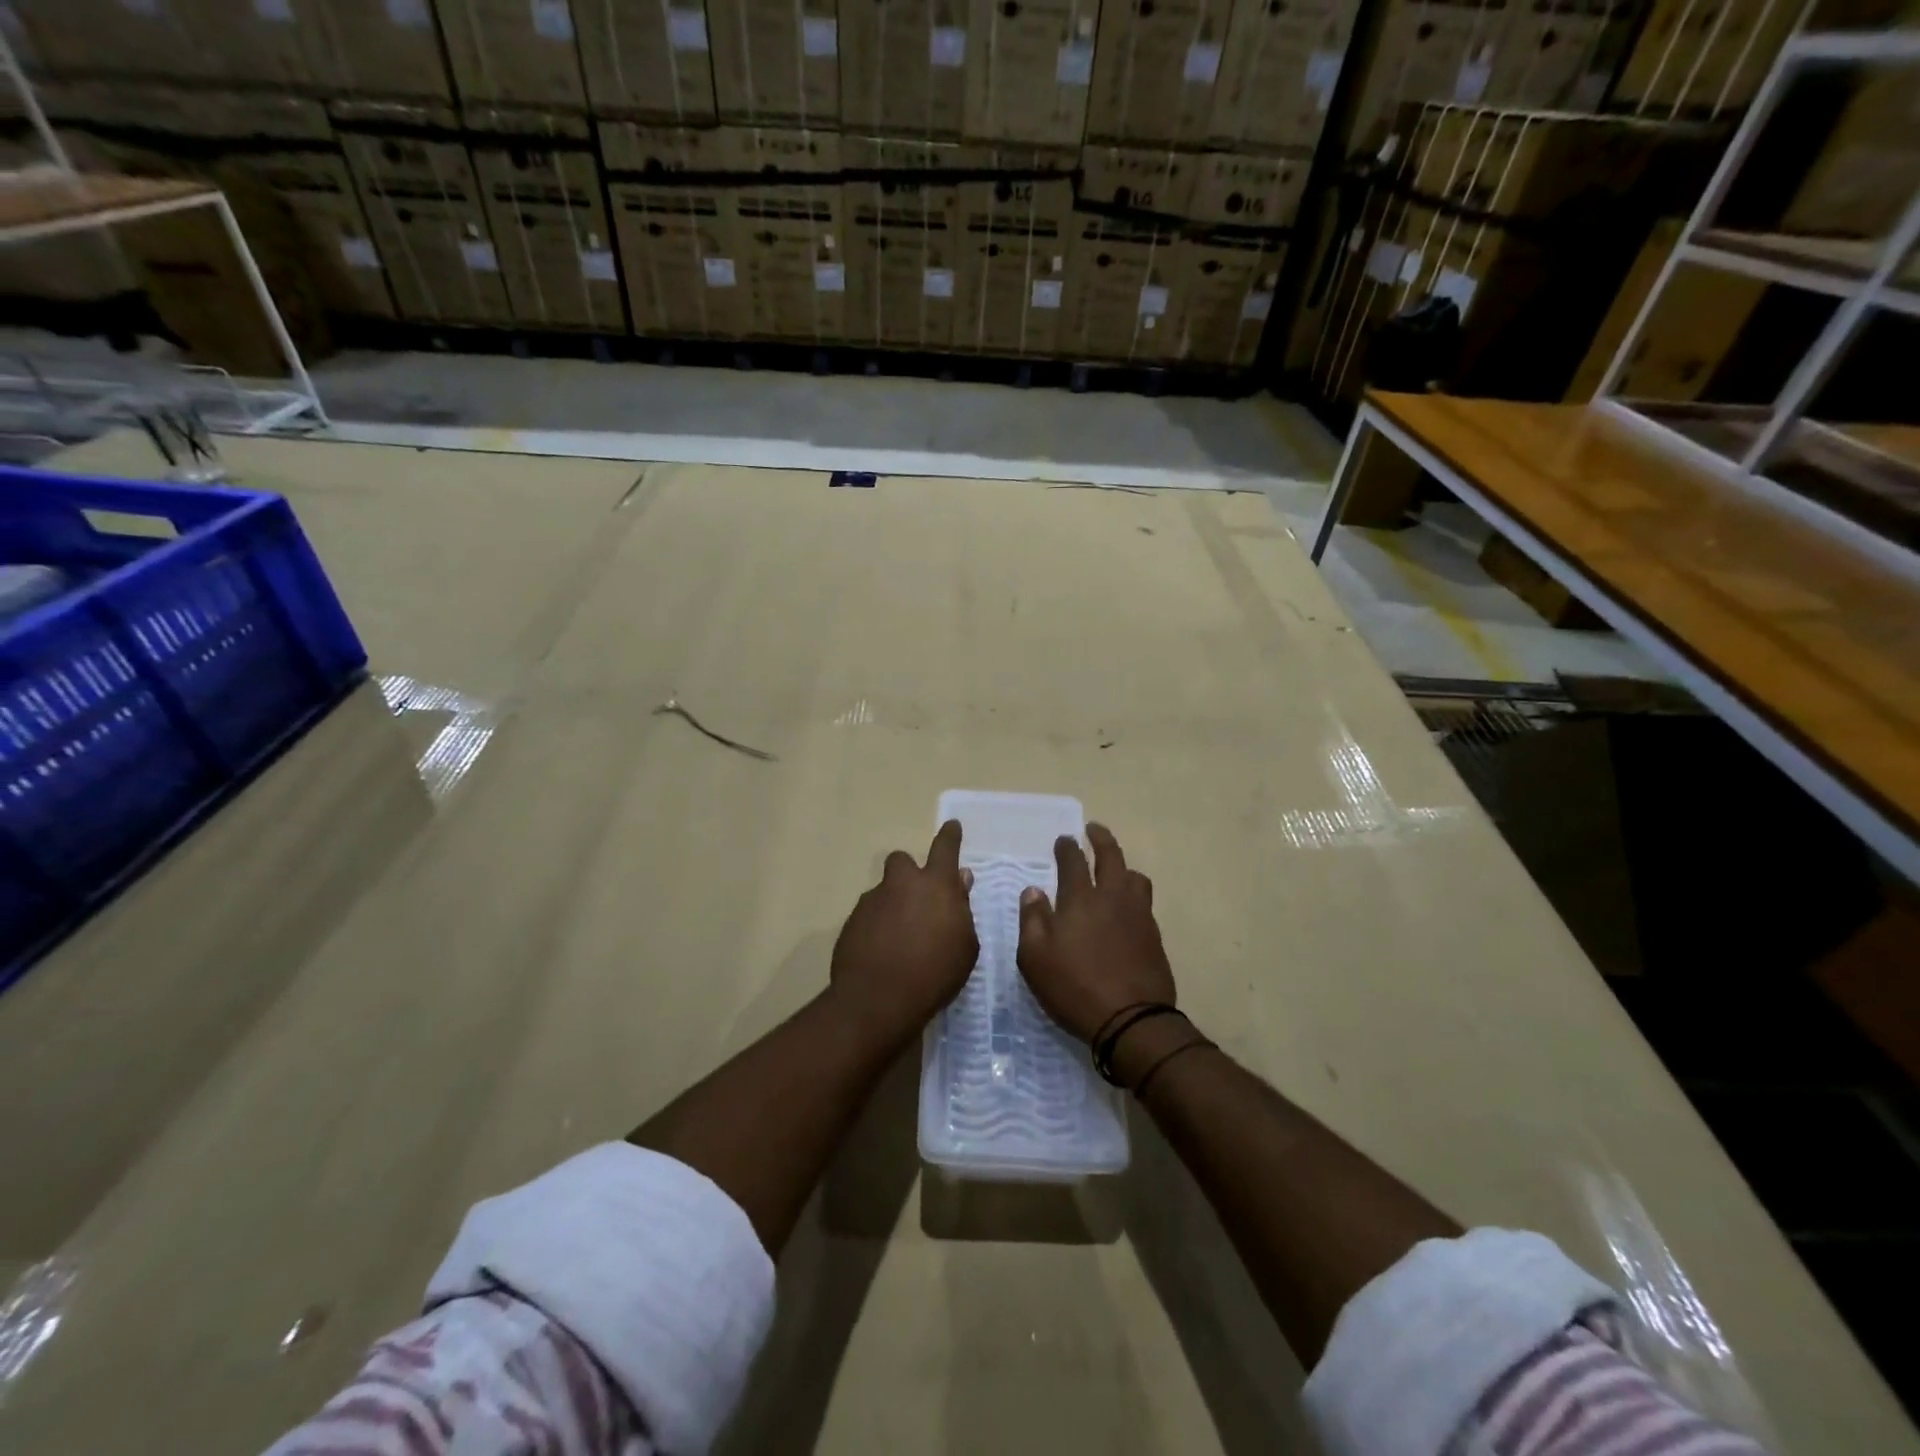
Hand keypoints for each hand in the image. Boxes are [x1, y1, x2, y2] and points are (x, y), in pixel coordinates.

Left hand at [830, 820, 978, 1046]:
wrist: (879, 999)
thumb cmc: (935, 973)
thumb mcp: (965, 945)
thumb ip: (962, 908)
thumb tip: (960, 881)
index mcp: (936, 885)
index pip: (945, 847)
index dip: (950, 835)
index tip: (952, 826)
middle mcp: (901, 884)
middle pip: (902, 861)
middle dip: (909, 873)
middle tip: (917, 899)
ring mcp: (872, 902)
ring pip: (884, 892)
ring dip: (892, 905)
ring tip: (900, 939)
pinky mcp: (851, 922)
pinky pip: (868, 916)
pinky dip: (876, 928)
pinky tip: (882, 954)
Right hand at [1017, 824, 1174, 1042]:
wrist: (1131, 1019)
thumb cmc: (1074, 986)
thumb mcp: (1035, 957)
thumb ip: (1032, 919)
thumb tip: (1033, 891)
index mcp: (1080, 899)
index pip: (1073, 861)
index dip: (1067, 847)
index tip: (1063, 839)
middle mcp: (1112, 897)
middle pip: (1110, 856)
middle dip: (1100, 838)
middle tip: (1093, 829)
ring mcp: (1138, 915)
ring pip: (1134, 876)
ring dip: (1123, 866)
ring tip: (1115, 868)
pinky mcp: (1153, 935)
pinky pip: (1144, 902)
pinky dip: (1133, 894)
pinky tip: (1127, 906)